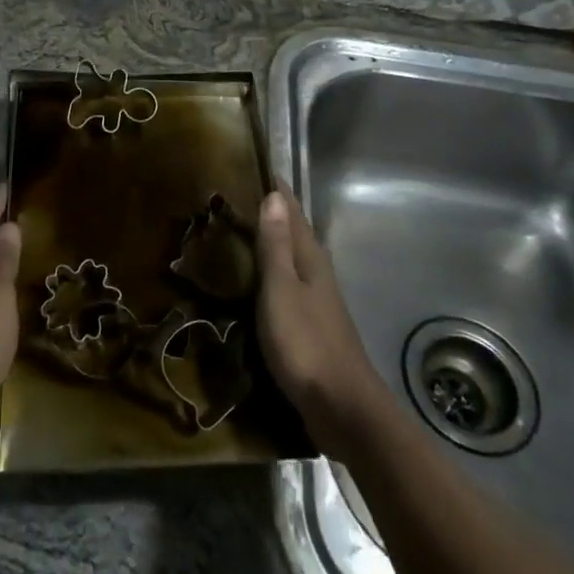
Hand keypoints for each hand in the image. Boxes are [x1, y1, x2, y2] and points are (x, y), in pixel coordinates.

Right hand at [256, 185, 388, 456]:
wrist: (343, 408)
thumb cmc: (306, 343)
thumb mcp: (281, 290)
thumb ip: (276, 245)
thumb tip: (275, 195)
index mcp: (310, 258)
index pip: (292, 211)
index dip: (275, 189)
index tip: (252, 165)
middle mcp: (316, 273)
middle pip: (292, 232)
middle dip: (268, 213)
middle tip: (230, 198)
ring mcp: (315, 301)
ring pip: (289, 260)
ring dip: (267, 244)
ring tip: (234, 234)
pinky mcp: (310, 327)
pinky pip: (285, 287)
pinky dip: (268, 276)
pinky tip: (252, 284)